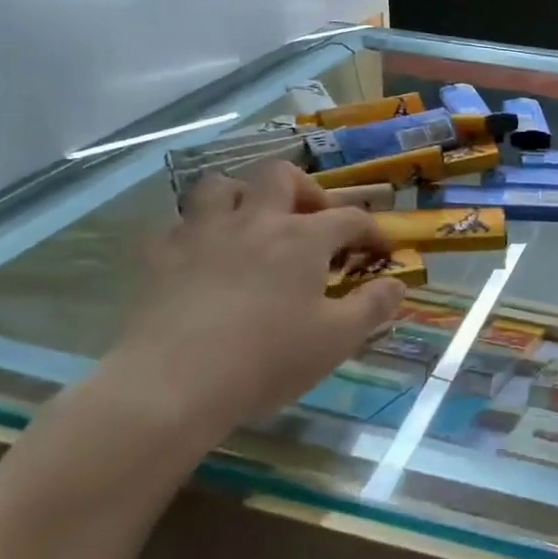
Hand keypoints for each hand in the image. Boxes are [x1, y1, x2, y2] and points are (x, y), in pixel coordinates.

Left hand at [93, 162, 405, 462]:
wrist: (171, 383)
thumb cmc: (266, 360)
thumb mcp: (337, 340)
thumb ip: (373, 307)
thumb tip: (397, 284)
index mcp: (302, 238)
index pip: (349, 217)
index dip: (372, 229)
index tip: (380, 251)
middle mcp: (254, 221)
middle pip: (280, 175)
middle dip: (304, 189)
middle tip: (312, 219)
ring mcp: (202, 232)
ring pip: (221, 185)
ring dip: (243, 195)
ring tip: (253, 223)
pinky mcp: (160, 255)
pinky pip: (178, 223)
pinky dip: (197, 230)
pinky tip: (203, 255)